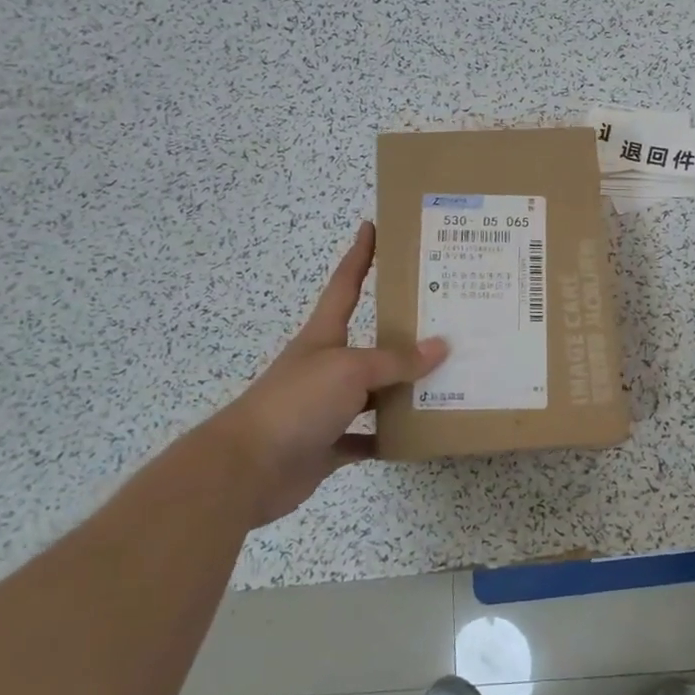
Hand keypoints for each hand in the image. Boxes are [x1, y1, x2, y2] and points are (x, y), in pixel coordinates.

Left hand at [190, 223, 447, 525]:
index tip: (372, 226)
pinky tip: (418, 436)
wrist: (247, 468)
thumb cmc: (297, 402)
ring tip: (447, 381)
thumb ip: (396, 360)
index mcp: (325, 336)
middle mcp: (327, 366)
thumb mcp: (351, 370)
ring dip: (404, 390)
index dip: (359, 255)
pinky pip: (367, 438)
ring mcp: (326, 407)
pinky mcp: (328, 445)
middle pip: (371, 343)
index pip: (346, 285)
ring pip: (375, 393)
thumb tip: (441, 346)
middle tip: (446, 320)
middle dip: (403, 332)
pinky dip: (388, 438)